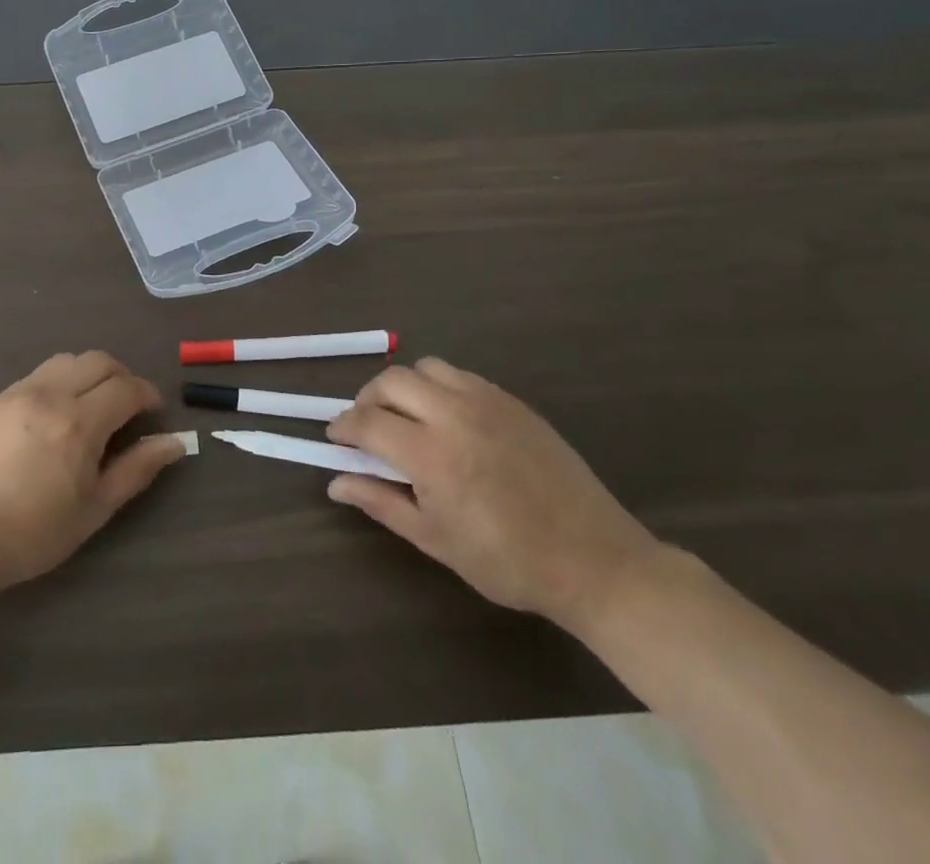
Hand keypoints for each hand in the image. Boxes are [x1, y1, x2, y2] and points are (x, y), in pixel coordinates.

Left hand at [0, 352, 185, 598]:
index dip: (148, 395)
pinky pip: (38, 374)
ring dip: (90, 374)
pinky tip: (54, 415)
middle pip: (99, 361)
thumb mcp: (94, 509)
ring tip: (91, 407)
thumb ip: (137, 469)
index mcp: (79, 421)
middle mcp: (51, 393)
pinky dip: (60, 381)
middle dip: (122, 377)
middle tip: (127, 408)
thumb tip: (176, 442)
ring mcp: (18, 391)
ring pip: (67, 360)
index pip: (127, 387)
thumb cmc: (31, 533)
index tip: (154, 413)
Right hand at [327, 358, 660, 632]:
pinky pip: (460, 376)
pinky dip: (438, 387)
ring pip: (426, 368)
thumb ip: (381, 503)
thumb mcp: (436, 540)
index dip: (344, 427)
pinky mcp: (511, 401)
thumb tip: (336, 483)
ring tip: (405, 416)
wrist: (594, 560)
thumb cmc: (507, 561)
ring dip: (403, 386)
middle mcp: (454, 415)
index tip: (335, 438)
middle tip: (366, 427)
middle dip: (367, 399)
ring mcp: (486, 402)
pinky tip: (446, 418)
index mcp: (432, 455)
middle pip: (391, 381)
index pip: (368, 422)